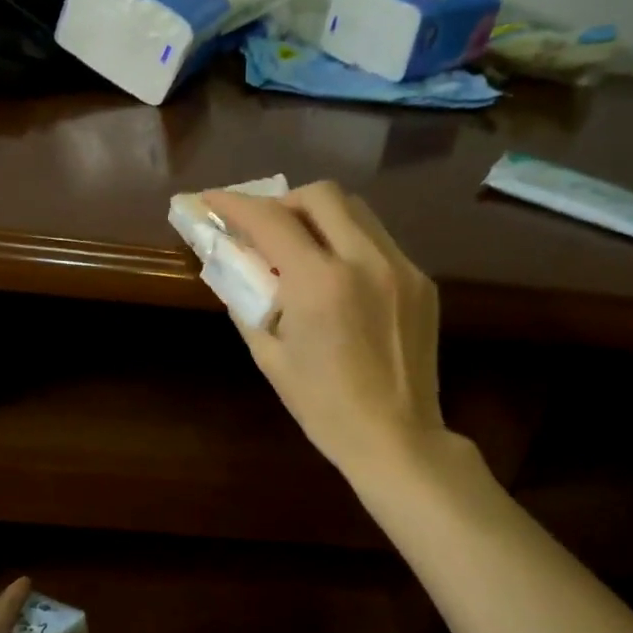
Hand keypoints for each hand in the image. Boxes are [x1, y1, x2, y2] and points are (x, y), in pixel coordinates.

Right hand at [205, 180, 448, 476]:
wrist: (395, 437)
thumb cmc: (322, 406)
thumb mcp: (270, 356)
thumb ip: (247, 301)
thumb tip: (233, 265)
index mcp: (320, 284)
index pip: (270, 220)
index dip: (234, 204)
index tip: (211, 201)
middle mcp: (365, 261)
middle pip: (320, 195)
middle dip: (283, 203)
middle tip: (265, 229)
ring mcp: (401, 268)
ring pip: (356, 211)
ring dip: (320, 217)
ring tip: (302, 248)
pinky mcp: (421, 281)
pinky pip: (378, 241)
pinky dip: (349, 243)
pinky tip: (339, 277)